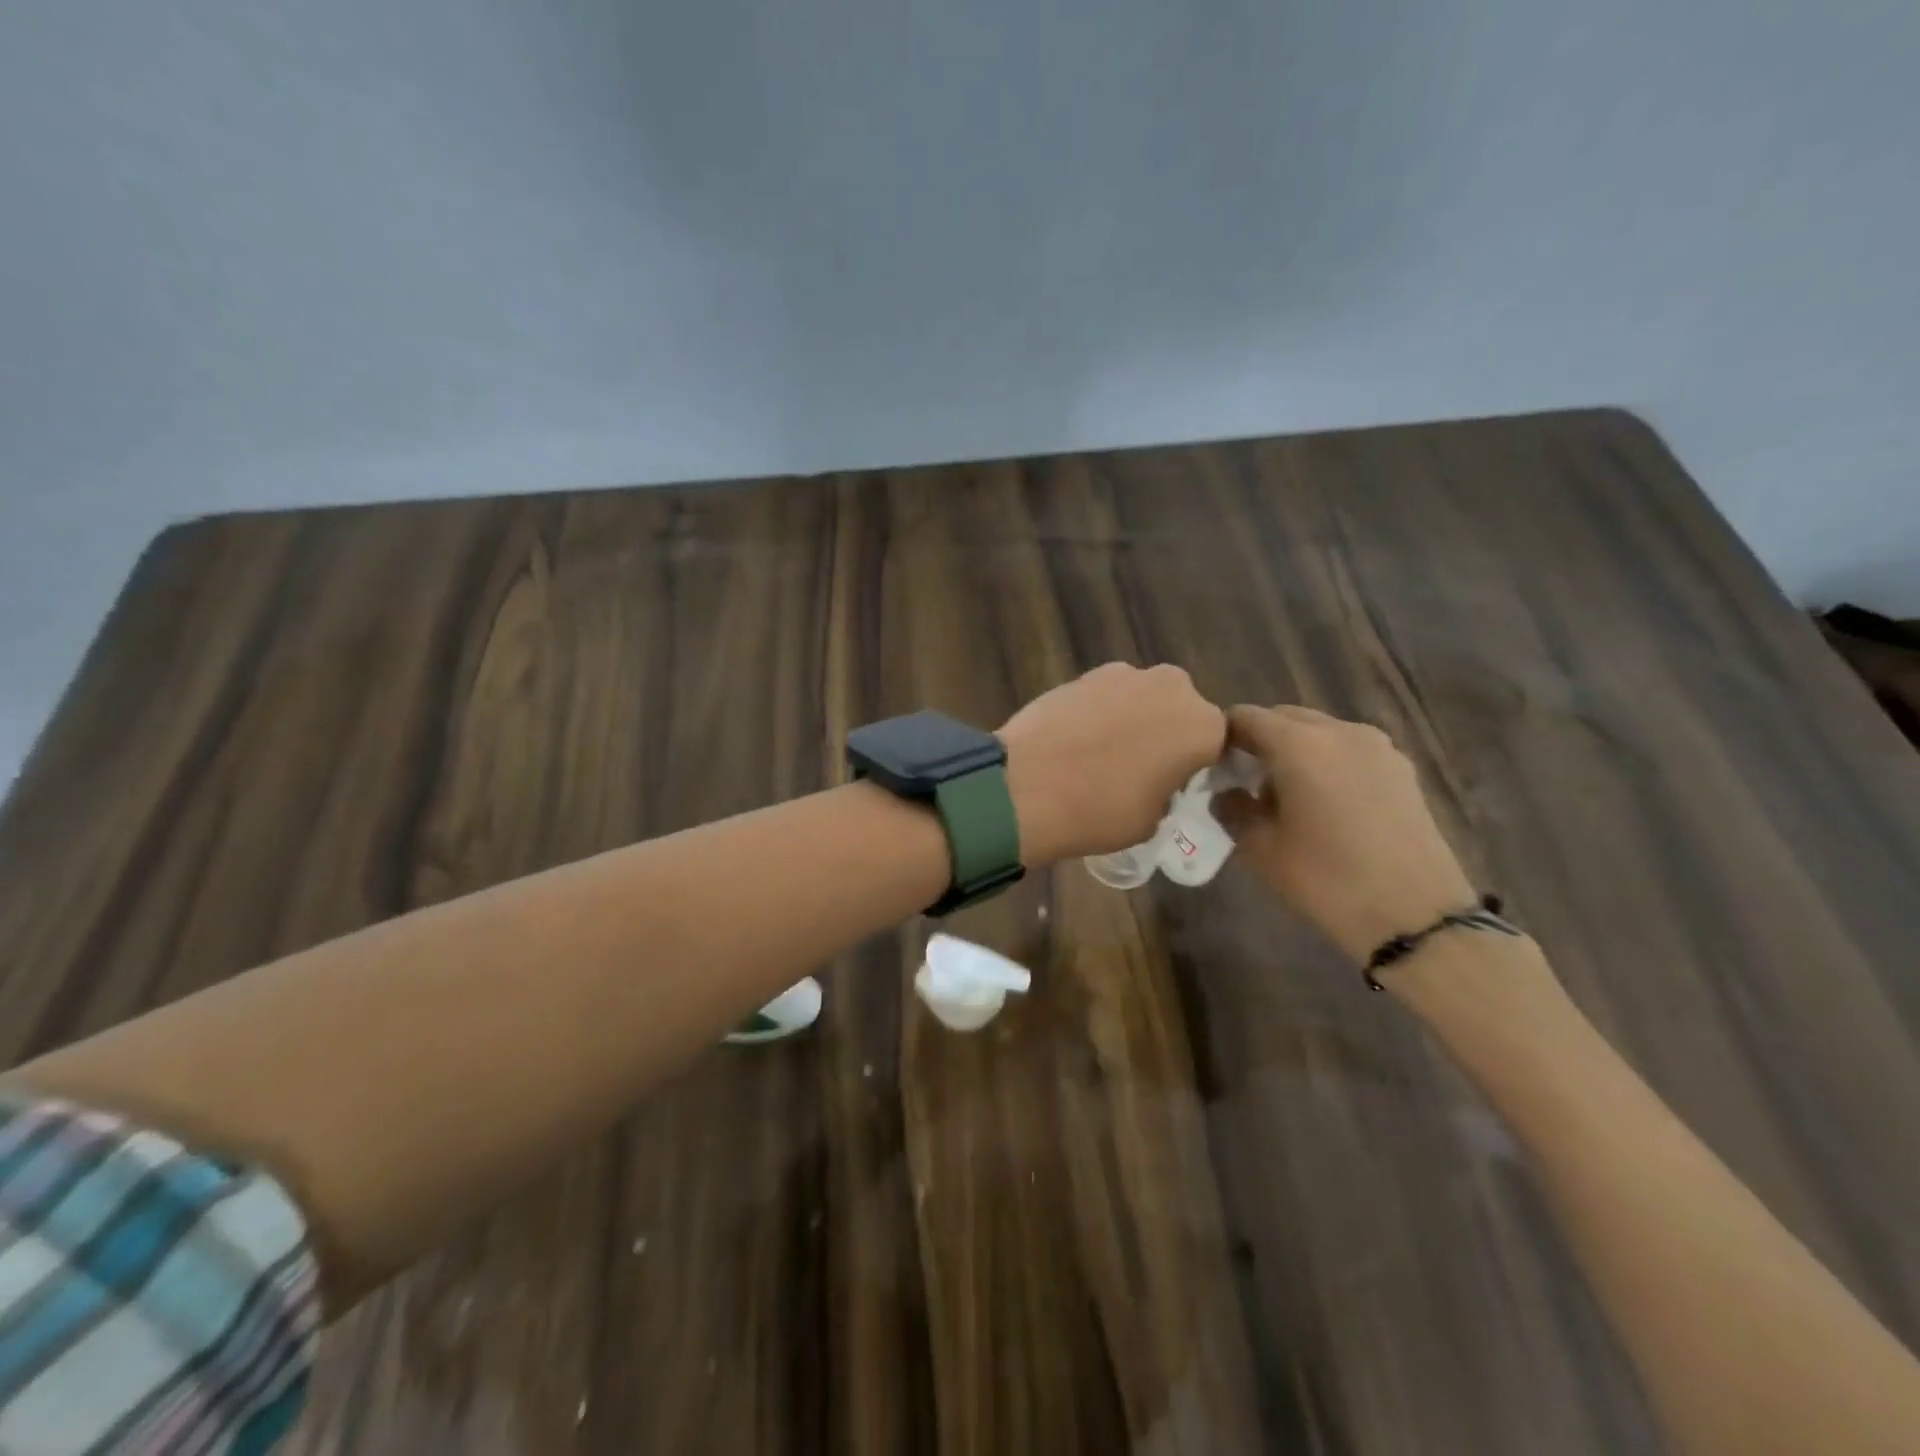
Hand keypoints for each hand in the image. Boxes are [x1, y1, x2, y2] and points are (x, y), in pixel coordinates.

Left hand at [998, 663, 1225, 864]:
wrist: (1025, 786)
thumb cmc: (1100, 812)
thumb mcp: (1152, 820)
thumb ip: (1167, 790)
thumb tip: (1154, 779)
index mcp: (1203, 727)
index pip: (1214, 743)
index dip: (1195, 764)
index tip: (1176, 783)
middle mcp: (1172, 688)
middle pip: (1178, 710)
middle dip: (1164, 731)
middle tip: (1138, 765)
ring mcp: (1125, 674)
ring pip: (1141, 697)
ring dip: (1131, 717)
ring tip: (1101, 752)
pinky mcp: (1084, 673)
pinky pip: (1105, 694)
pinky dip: (1098, 711)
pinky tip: (1076, 738)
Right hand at [1215, 705, 1476, 961]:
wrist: (1417, 915)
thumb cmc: (1327, 879)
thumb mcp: (1261, 849)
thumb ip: (1233, 810)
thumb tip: (1225, 793)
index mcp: (1299, 744)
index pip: (1245, 717)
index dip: (1223, 736)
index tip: (1212, 766)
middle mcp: (1339, 731)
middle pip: (1284, 717)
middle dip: (1259, 740)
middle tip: (1244, 780)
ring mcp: (1377, 746)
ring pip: (1319, 731)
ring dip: (1294, 749)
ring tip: (1285, 793)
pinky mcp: (1401, 768)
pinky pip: (1348, 749)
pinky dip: (1327, 762)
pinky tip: (1325, 803)